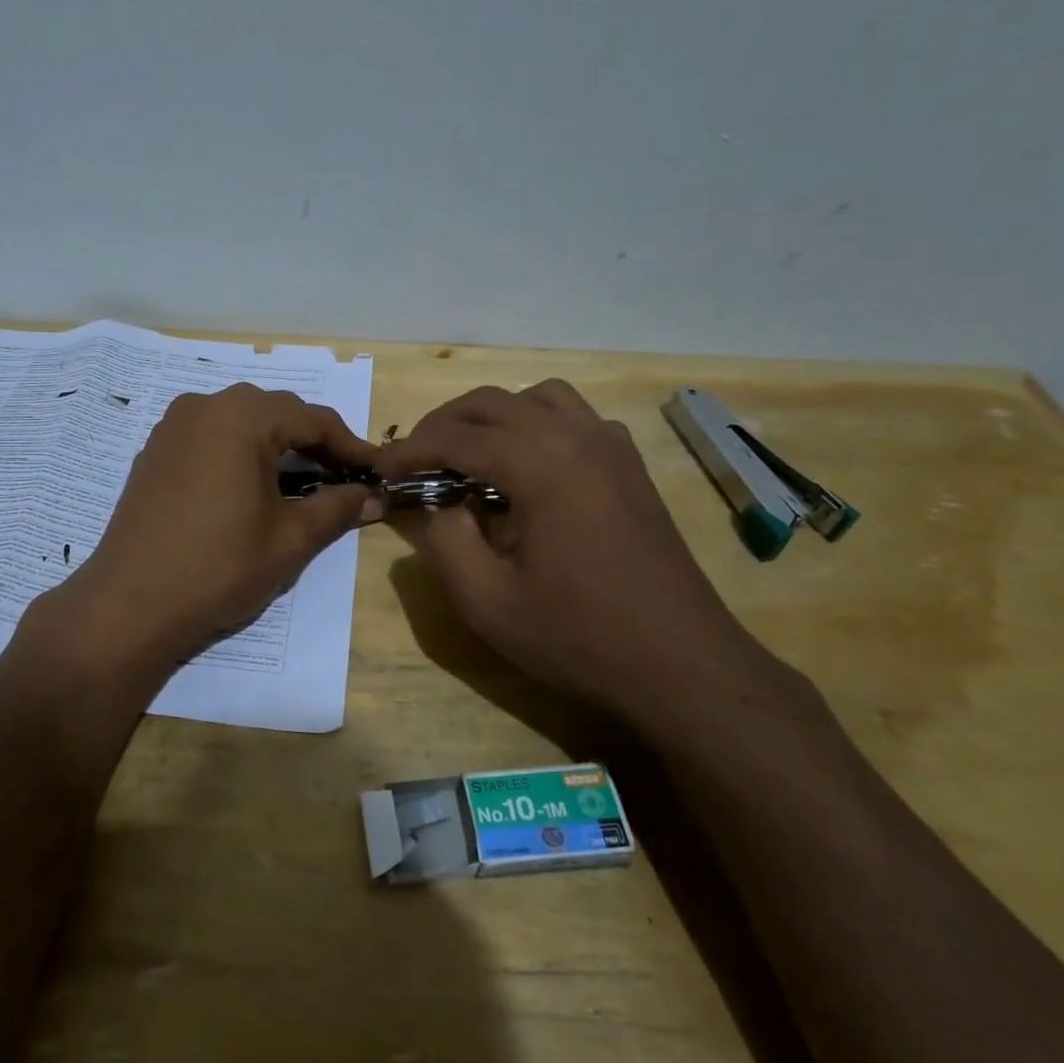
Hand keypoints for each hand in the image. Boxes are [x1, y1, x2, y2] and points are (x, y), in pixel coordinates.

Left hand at [68, 385, 380, 666]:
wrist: (129, 604)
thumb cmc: (219, 567)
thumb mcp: (290, 539)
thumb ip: (337, 508)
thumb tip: (373, 497)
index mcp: (242, 416)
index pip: (313, 419)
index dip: (351, 447)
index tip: (377, 472)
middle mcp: (205, 405)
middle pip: (277, 413)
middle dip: (314, 443)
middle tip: (343, 478)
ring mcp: (173, 425)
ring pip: (242, 421)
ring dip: (277, 445)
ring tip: (302, 482)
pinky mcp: (155, 450)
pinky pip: (212, 436)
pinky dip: (241, 452)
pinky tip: (252, 486)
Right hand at [377, 380, 762, 718]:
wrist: (682, 664)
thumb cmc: (579, 635)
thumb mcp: (486, 601)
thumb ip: (443, 541)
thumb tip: (443, 507)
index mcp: (540, 462)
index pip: (456, 437)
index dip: (410, 450)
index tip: (381, 470)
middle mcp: (577, 435)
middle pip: (492, 403)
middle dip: (443, 426)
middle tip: (414, 461)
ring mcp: (611, 445)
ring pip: (536, 398)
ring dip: (491, 417)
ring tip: (468, 455)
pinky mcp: (629, 465)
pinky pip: (572, 418)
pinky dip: (535, 425)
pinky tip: (527, 469)